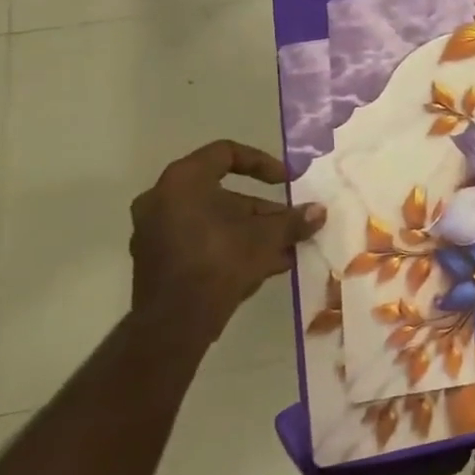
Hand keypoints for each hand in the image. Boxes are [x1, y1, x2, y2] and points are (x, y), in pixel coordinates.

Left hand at [129, 141, 325, 336]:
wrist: (175, 322)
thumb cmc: (220, 261)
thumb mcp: (267, 237)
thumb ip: (294, 220)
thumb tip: (320, 211)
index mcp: (184, 182)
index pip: (225, 153)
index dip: (261, 163)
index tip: (286, 181)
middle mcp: (162, 200)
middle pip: (222, 193)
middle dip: (262, 209)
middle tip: (289, 222)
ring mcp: (155, 232)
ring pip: (214, 221)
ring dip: (250, 231)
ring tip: (285, 248)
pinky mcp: (158, 260)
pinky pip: (201, 242)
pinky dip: (230, 246)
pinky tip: (265, 265)